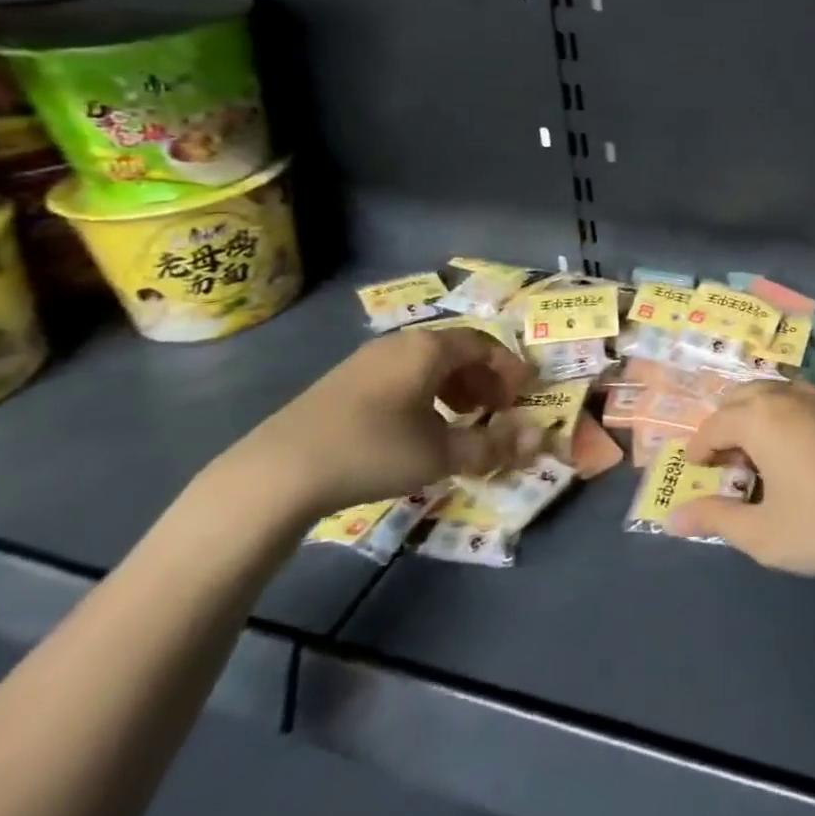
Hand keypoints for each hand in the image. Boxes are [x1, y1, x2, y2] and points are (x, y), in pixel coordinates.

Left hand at [220, 327, 537, 521]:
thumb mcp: (440, 454)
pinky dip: (424, 394)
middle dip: (483, 379)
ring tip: (461, 421)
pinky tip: (418, 428)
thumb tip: (536, 442)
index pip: (483, 344)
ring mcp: (367, 361)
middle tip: (496, 410)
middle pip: (455, 351)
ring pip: (426, 364)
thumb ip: (491, 446)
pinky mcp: (343, 382)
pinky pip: (400, 376)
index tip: (523, 394)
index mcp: (428, 349)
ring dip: (454, 388)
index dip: (508, 368)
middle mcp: (399, 344)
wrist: (278, 471)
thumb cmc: (373, 450)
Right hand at [668, 380, 814, 585]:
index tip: (697, 475)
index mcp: (760, 416)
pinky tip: (792, 458)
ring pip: (771, 394)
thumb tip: (673, 519)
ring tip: (757, 463)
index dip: (699, 450)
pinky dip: (780, 418)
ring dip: (753, 419)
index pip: (713, 423)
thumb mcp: (761, 533)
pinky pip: (797, 402)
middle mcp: (787, 395)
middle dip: (724, 427)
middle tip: (725, 468)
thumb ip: (714, 520)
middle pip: (740, 397)